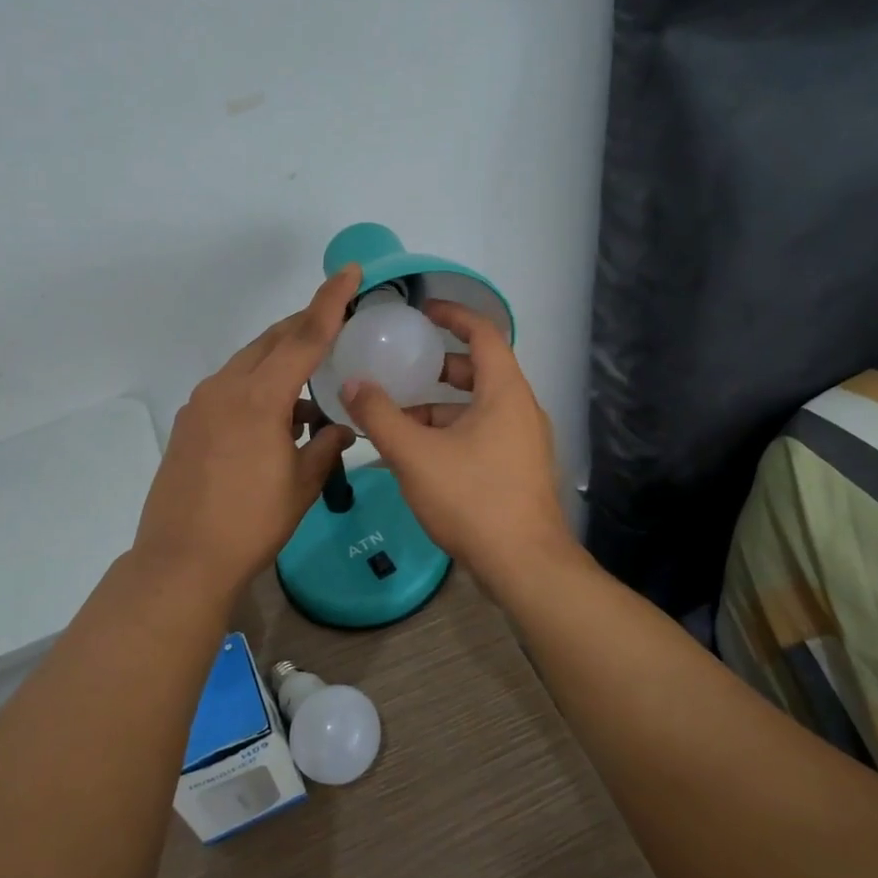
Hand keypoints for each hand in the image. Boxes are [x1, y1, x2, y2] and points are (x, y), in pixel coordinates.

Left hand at [132, 267, 360, 596]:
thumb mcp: (301, 485)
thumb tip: (342, 428)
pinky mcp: (189, 421)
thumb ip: (326, 446)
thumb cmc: (252, 523)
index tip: (349, 271)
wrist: (182, 559)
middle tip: (336, 325)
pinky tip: (276, 419)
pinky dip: (258, 388)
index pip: (304, 337)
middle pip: (272, 341)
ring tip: (310, 392)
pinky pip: (231, 387)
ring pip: (249, 363)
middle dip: (305, 327)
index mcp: (260, 397)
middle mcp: (226, 388)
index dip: (330, 302)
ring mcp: (202, 403)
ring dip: (281, 364)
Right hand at [341, 302, 579, 596]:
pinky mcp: (517, 470)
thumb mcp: (415, 455)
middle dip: (437, 367)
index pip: (484, 333)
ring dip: (438, 408)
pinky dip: (449, 435)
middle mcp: (520, 410)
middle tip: (400, 368)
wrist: (524, 566)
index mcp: (505, 392)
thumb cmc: (472, 499)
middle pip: (478, 371)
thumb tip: (352, 383)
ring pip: (477, 409)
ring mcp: (523, 442)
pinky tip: (416, 458)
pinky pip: (481, 435)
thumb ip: (380, 416)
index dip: (453, 314)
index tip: (422, 311)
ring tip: (395, 420)